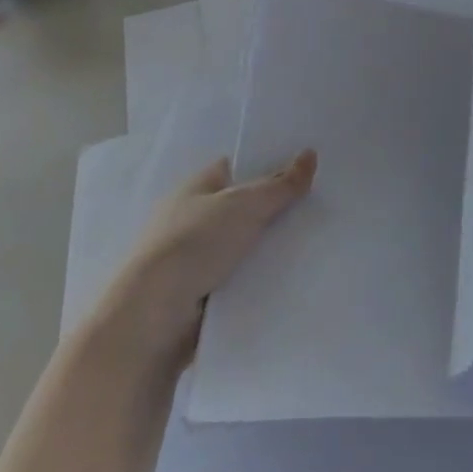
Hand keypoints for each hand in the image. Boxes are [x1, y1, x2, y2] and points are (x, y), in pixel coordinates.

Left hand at [95, 151, 315, 365]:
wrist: (153, 318)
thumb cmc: (194, 244)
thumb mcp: (245, 205)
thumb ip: (280, 184)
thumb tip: (310, 153)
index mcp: (196, 188)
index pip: (236, 169)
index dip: (267, 166)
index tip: (304, 171)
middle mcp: (192, 219)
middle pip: (243, 208)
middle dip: (275, 210)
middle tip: (319, 208)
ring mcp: (194, 259)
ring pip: (244, 246)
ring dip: (269, 249)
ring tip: (315, 244)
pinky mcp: (200, 296)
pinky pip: (240, 280)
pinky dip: (259, 280)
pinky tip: (292, 279)